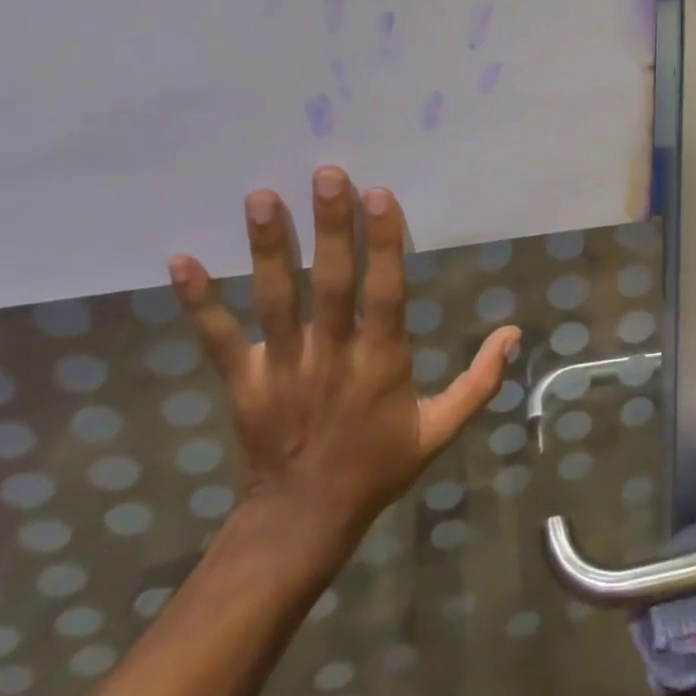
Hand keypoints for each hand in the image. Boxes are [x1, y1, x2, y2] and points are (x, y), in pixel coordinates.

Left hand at [168, 166, 520, 581]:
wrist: (303, 521)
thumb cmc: (379, 466)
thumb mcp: (441, 429)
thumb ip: (479, 381)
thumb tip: (514, 332)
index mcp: (382, 363)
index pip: (385, 293)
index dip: (384, 244)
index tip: (379, 195)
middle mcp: (332, 357)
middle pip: (332, 284)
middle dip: (331, 227)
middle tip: (327, 174)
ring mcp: (283, 368)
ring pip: (275, 300)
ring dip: (269, 249)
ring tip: (262, 197)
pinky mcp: (244, 383)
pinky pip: (218, 339)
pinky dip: (200, 302)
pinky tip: (181, 261)